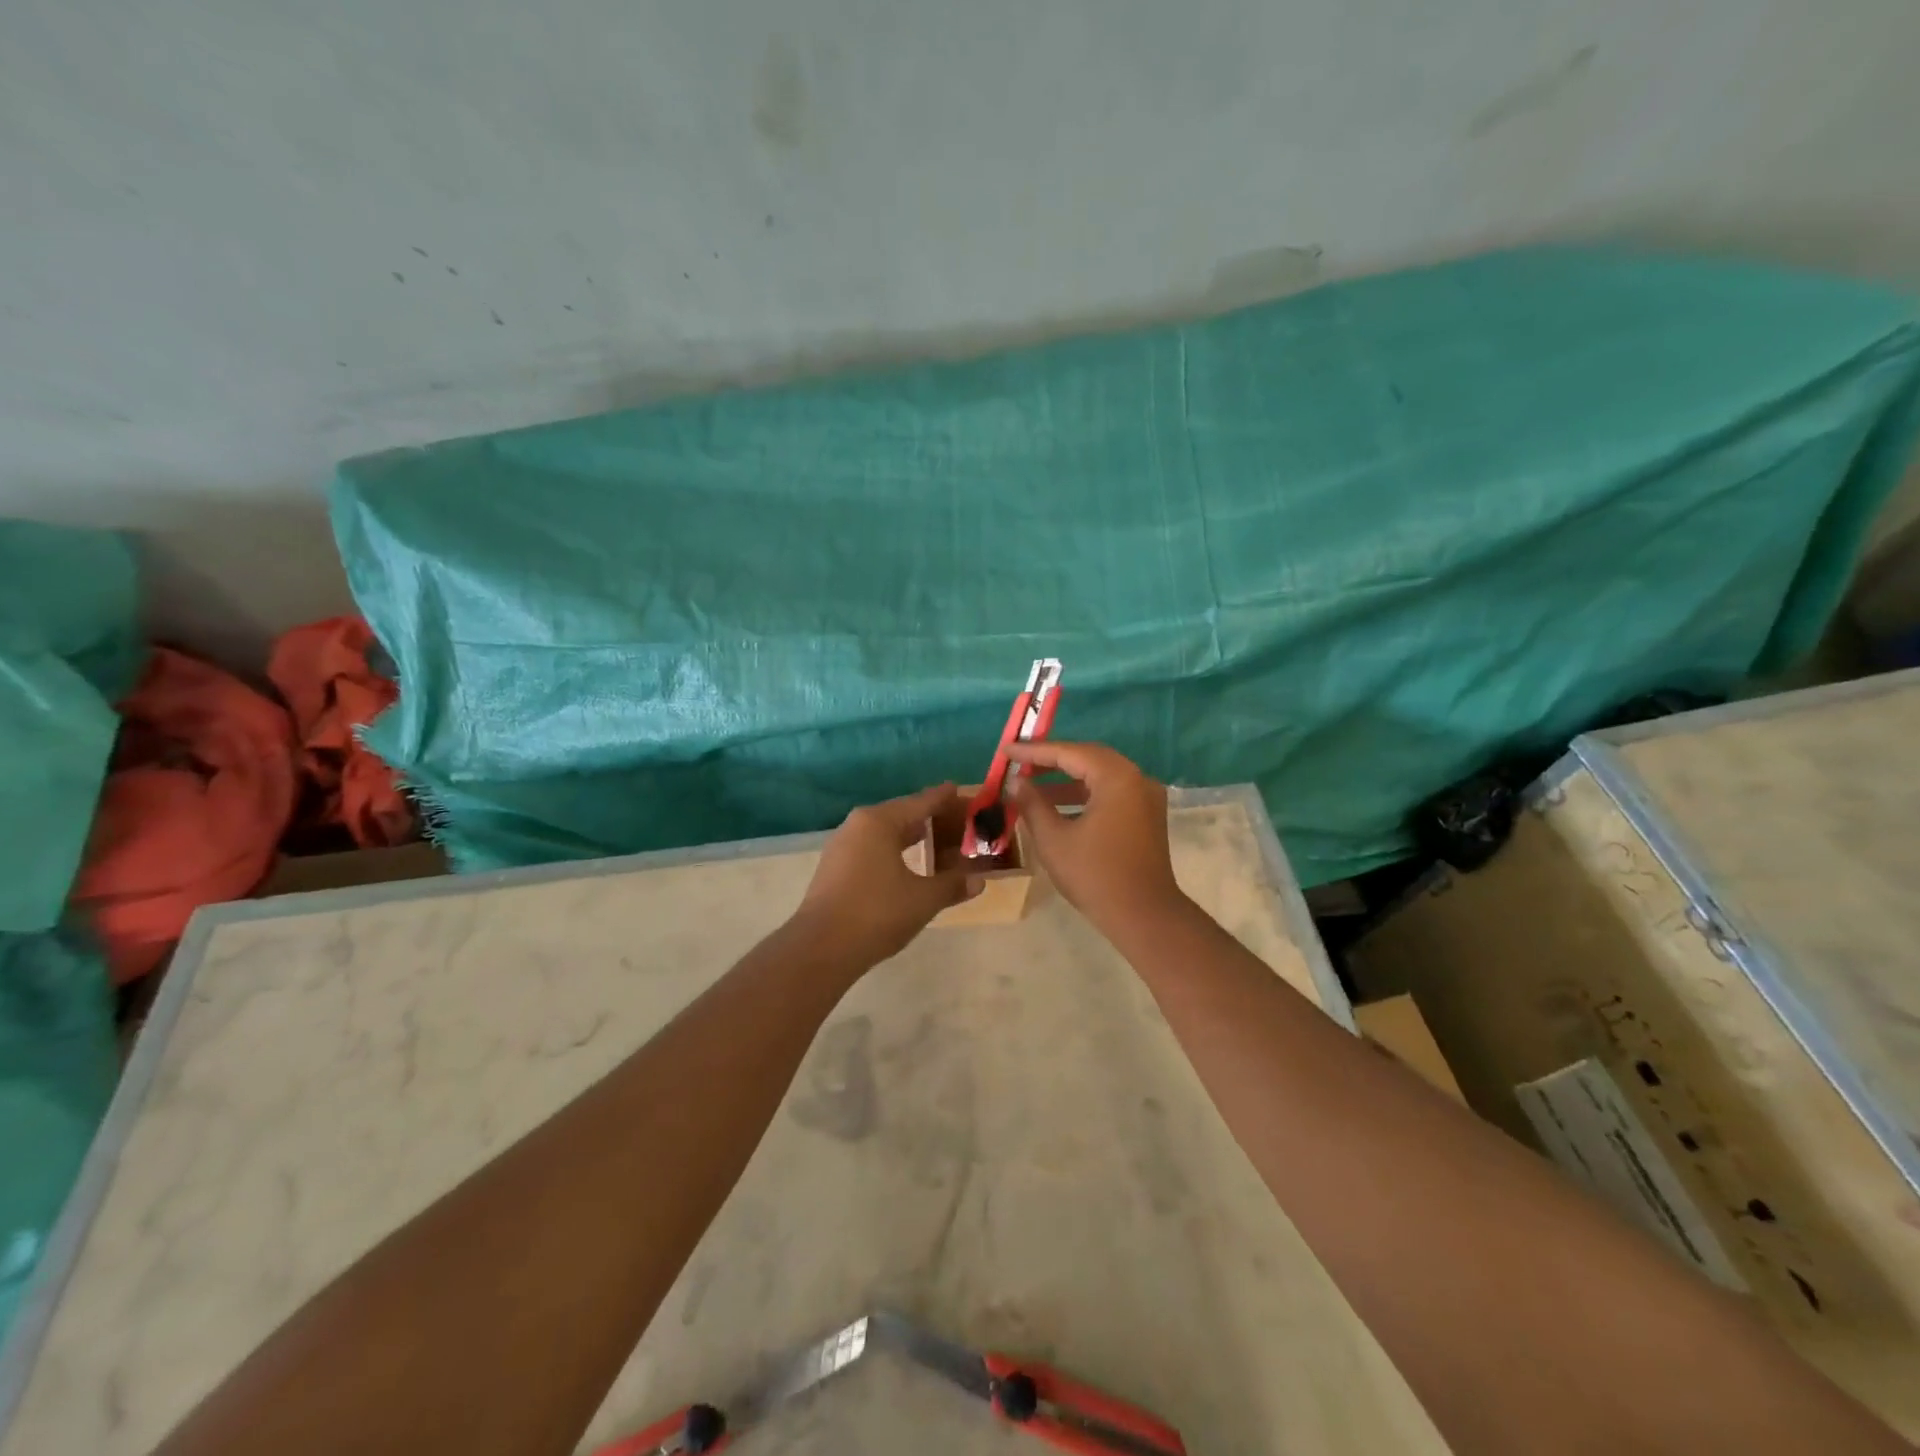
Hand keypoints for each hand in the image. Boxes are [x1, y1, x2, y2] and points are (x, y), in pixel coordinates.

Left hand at [789, 784, 978, 968]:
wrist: (821, 948)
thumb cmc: (877, 913)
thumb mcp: (923, 899)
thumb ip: (952, 885)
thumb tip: (979, 881)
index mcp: (879, 822)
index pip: (920, 802)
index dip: (943, 798)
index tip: (959, 789)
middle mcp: (858, 825)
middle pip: (901, 814)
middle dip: (930, 818)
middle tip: (958, 822)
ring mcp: (842, 846)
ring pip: (885, 833)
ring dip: (911, 836)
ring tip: (937, 841)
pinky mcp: (835, 868)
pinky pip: (872, 848)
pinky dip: (894, 851)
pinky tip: (908, 864)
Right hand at [1006, 742, 1184, 935]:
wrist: (1144, 917)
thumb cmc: (1095, 876)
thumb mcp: (1053, 839)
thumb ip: (1032, 804)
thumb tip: (1016, 782)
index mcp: (1117, 778)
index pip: (1069, 752)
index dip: (1034, 751)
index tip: (1006, 750)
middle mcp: (1136, 778)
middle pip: (1088, 757)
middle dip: (1052, 760)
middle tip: (1019, 763)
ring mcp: (1146, 797)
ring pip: (1100, 775)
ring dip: (1067, 779)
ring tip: (1032, 787)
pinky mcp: (1147, 816)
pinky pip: (1111, 792)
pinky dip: (1084, 794)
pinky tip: (1058, 807)